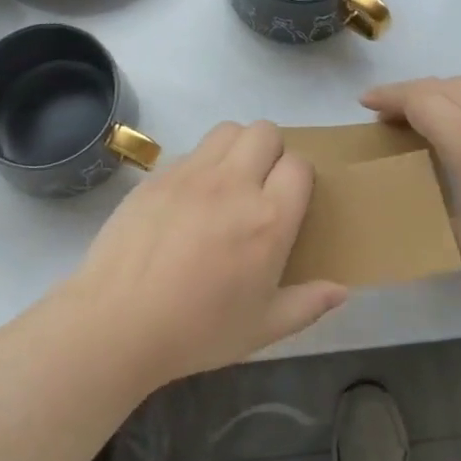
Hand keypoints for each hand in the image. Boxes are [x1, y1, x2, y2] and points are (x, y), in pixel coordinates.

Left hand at [63, 121, 347, 385]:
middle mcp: (234, 184)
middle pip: (265, 132)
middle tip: (260, 186)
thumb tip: (342, 290)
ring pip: (228, 129)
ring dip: (236, 146)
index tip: (289, 200)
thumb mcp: (263, 328)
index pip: (299, 165)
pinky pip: (191, 150)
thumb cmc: (198, 331)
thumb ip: (307, 304)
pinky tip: (189, 199)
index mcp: (269, 220)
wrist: (118, 321)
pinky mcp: (159, 174)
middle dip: (271, 151)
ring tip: (227, 182)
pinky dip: (200, 163)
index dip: (299, 177)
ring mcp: (192, 174)